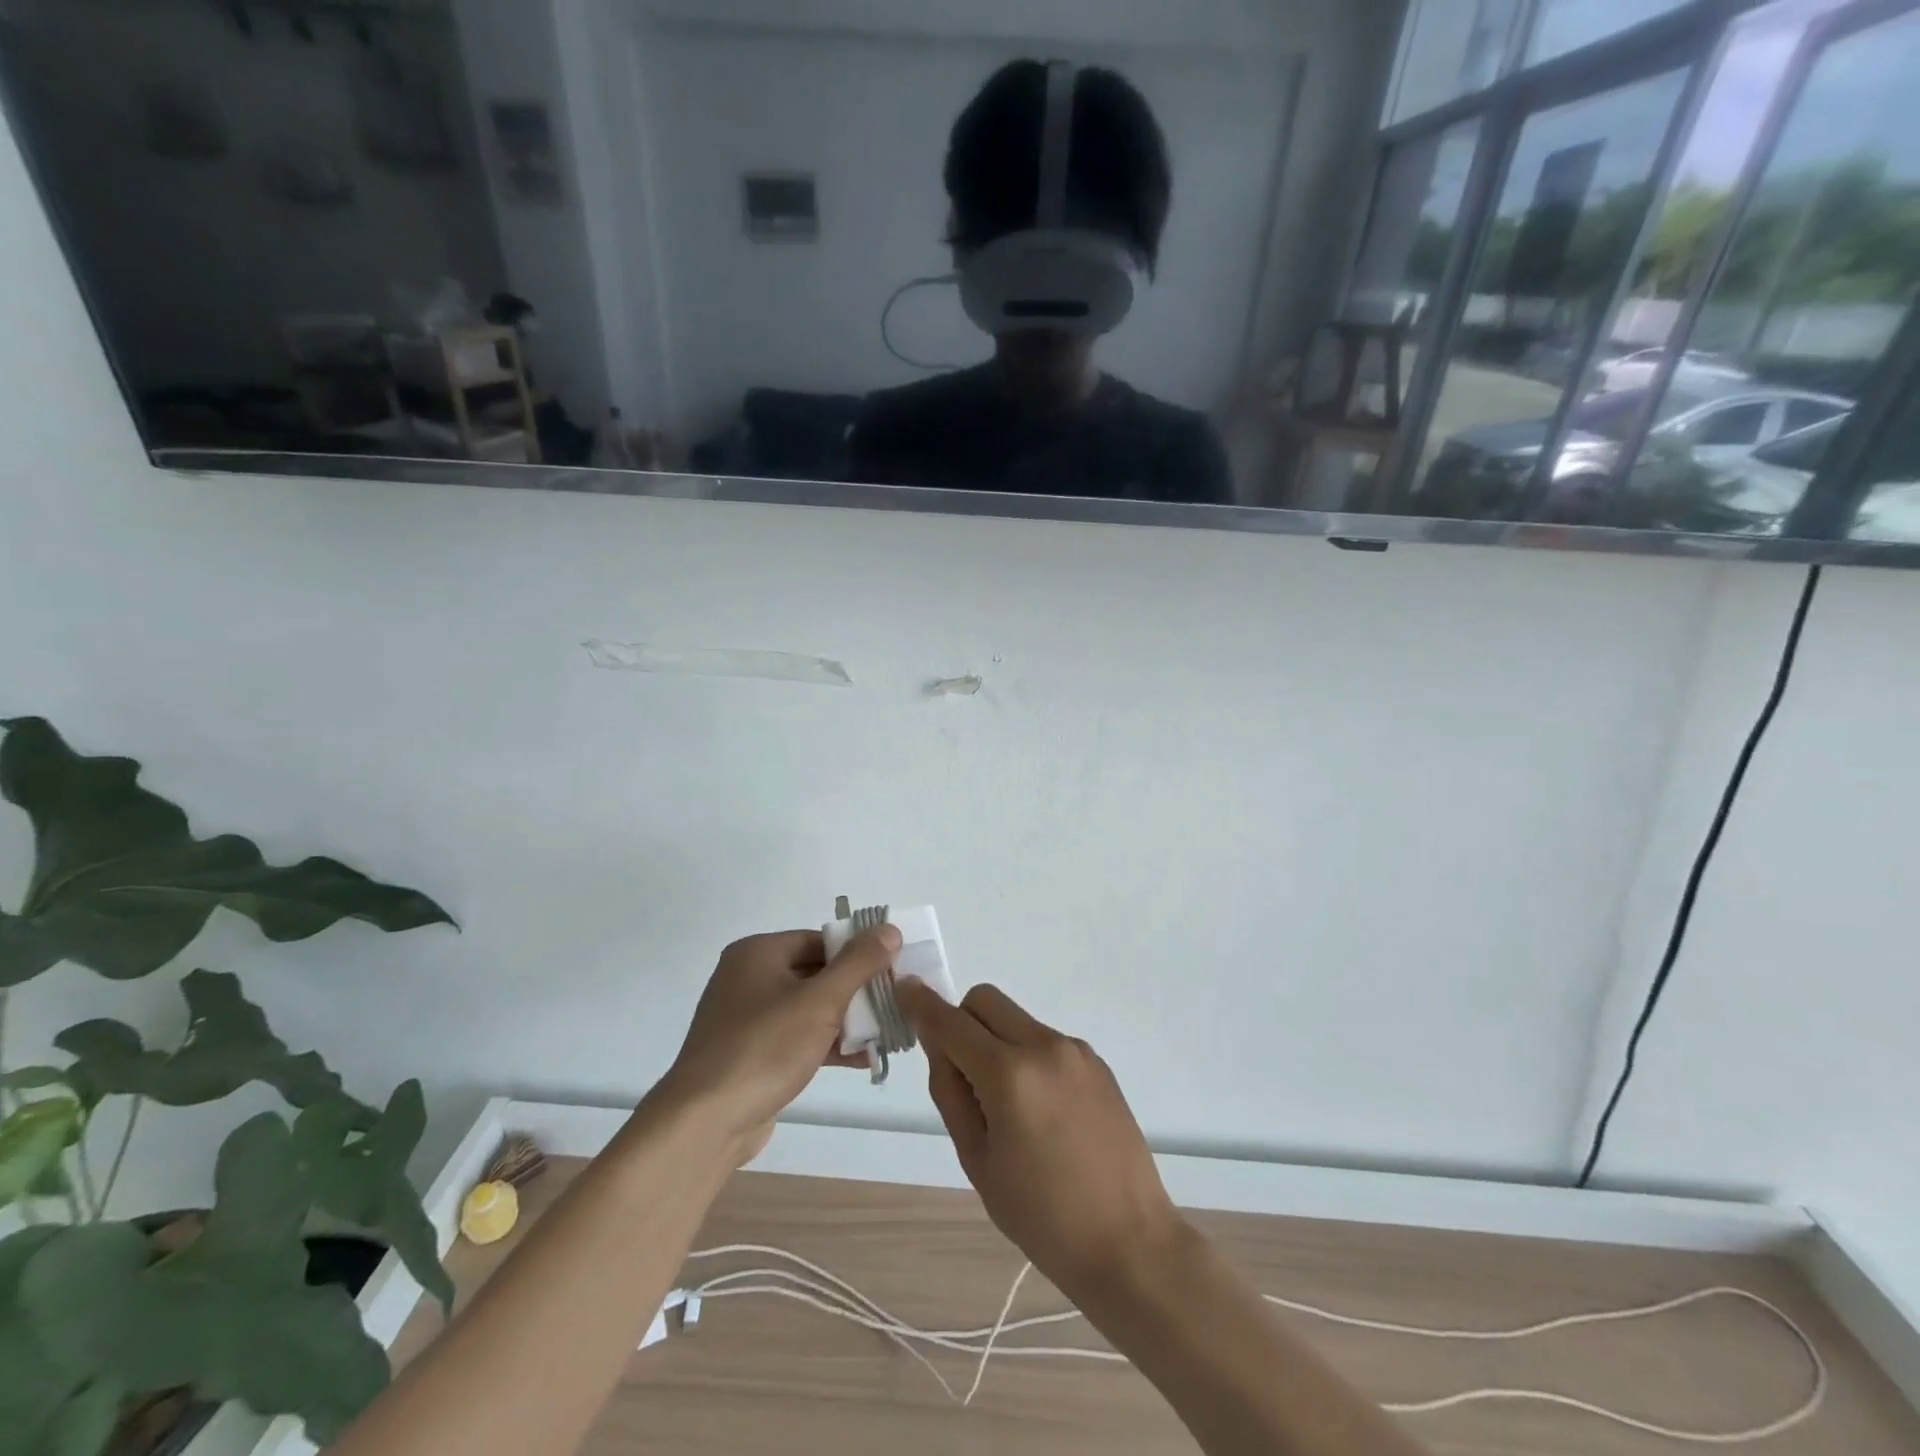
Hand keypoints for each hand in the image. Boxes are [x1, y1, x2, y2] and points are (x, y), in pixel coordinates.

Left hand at [654, 926, 901, 1163]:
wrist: (704, 1124)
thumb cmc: (764, 1048)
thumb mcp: (820, 1001)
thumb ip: (858, 963)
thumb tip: (889, 929)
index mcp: (758, 953)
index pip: (819, 940)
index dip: (857, 952)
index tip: (892, 969)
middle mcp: (748, 978)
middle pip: (815, 973)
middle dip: (856, 990)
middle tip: (894, 1002)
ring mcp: (747, 1019)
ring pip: (808, 1009)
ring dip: (846, 1021)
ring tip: (887, 1034)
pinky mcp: (751, 1054)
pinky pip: (797, 1038)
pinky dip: (827, 1044)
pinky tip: (864, 1060)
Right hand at [898, 981, 1184, 1299]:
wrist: (1129, 1242)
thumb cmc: (1042, 1217)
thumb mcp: (978, 1161)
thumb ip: (951, 1092)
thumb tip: (937, 1045)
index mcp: (1010, 1075)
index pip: (952, 1022)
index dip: (923, 1004)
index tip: (905, 989)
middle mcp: (1044, 1046)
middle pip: (985, 1000)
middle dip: (961, 1021)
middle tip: (962, 1074)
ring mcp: (1075, 1050)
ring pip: (1016, 1018)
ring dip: (995, 1040)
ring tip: (1007, 1105)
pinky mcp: (1096, 1061)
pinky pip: (1044, 1039)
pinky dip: (1026, 1055)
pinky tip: (1041, 1110)